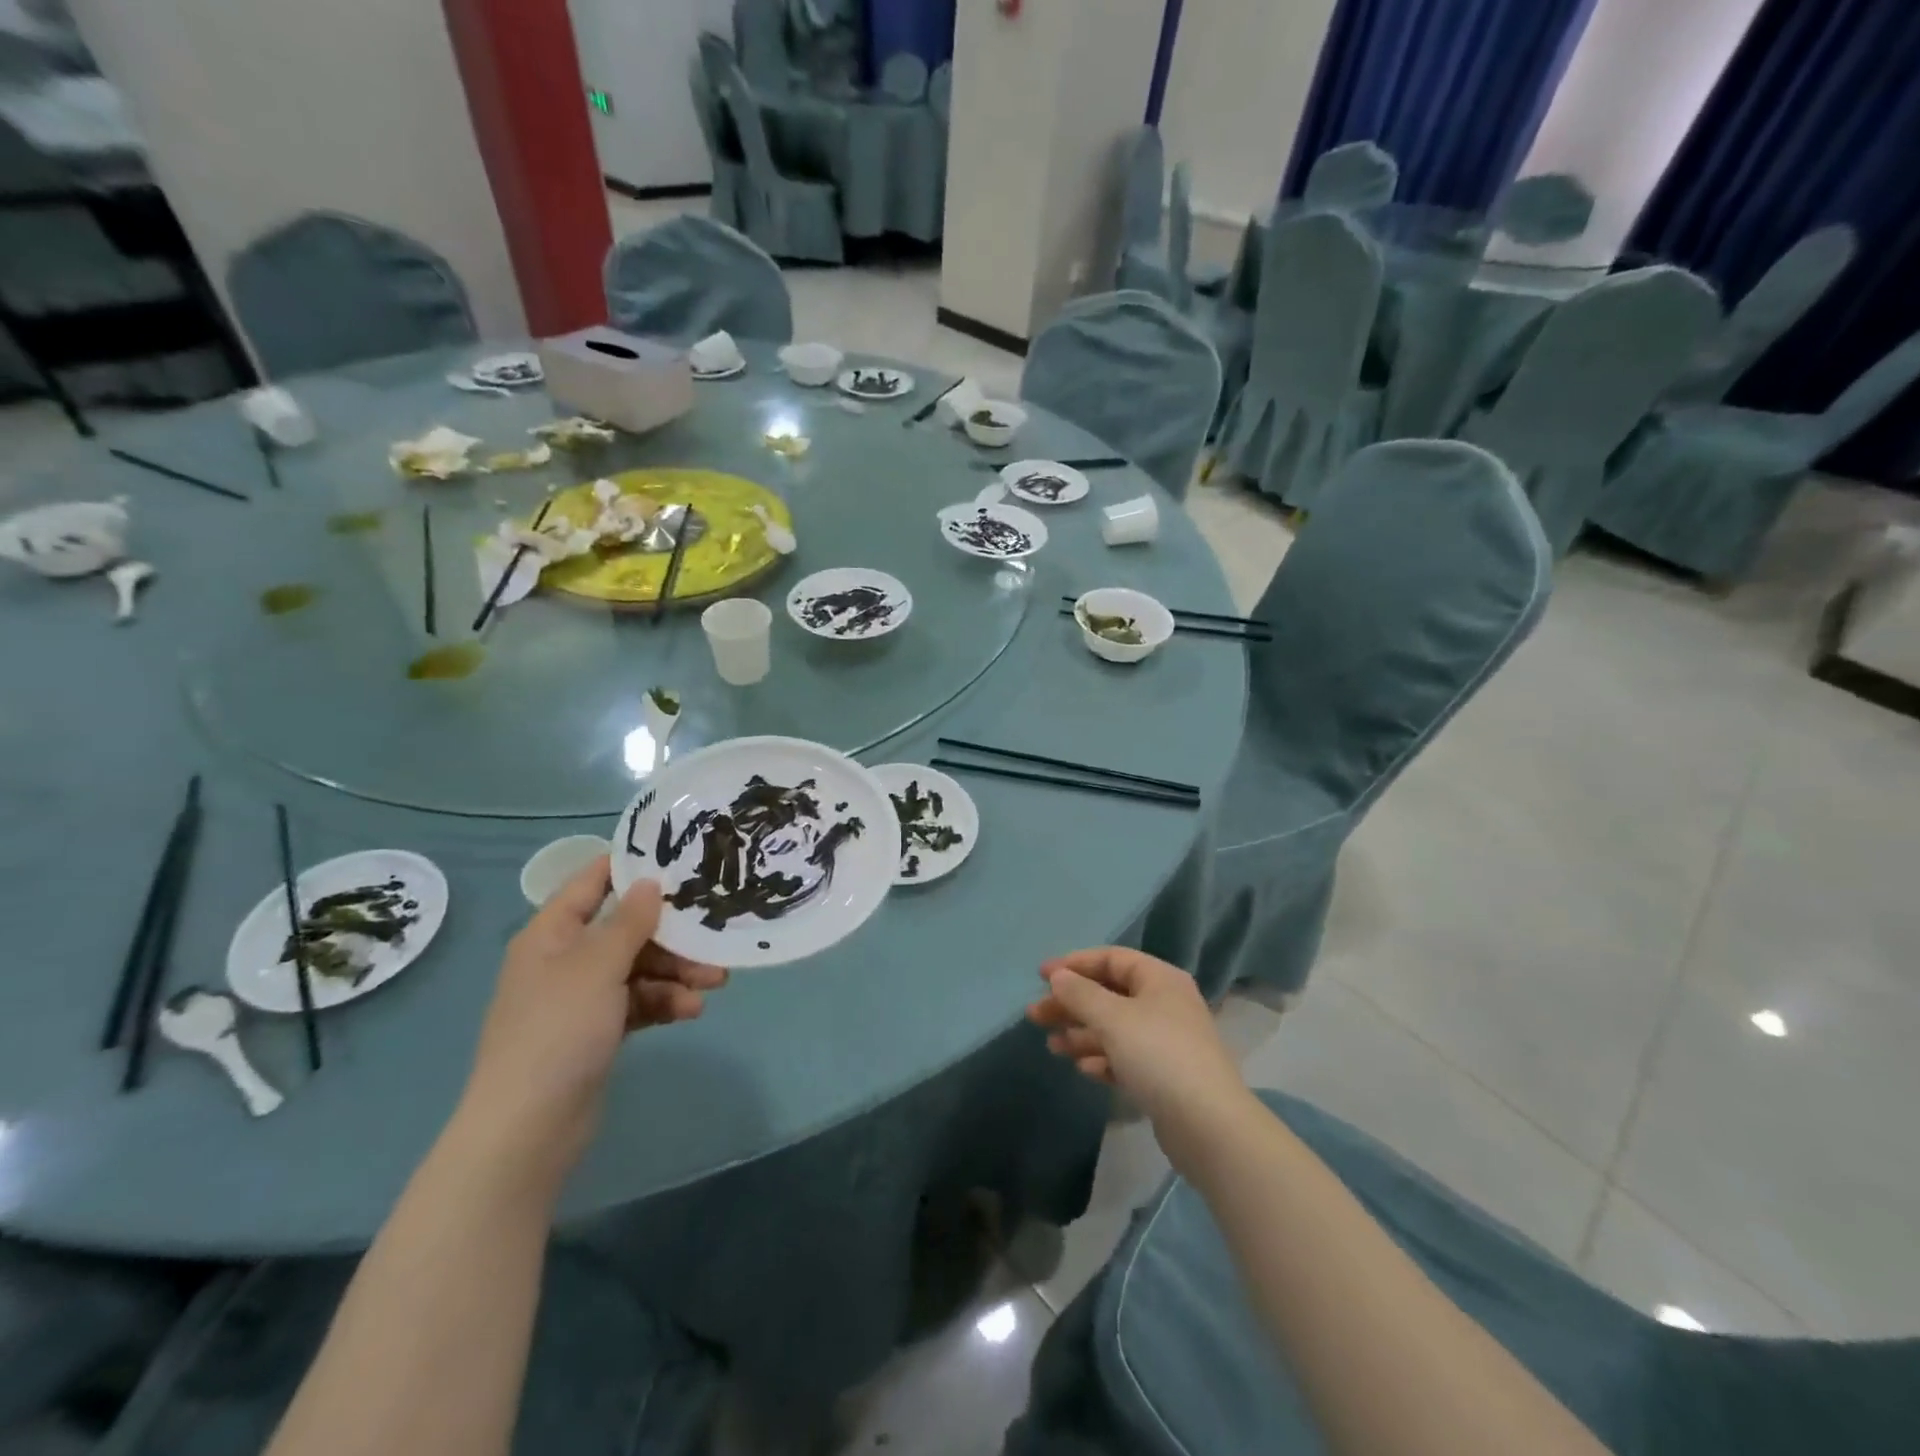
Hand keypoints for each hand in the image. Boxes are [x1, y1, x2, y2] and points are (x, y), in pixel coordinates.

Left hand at [457, 857, 725, 1184]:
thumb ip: (629, 921)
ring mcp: (581, 997)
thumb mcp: (598, 967)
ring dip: (676, 972)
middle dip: (672, 933)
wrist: (528, 1129)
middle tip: (715, 933)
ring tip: (716, 982)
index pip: (592, 882)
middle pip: (626, 929)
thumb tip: (649, 881)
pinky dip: (664, 1002)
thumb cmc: (558, 1031)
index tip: (680, 856)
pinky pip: (638, 1002)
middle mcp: (565, 959)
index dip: (631, 865)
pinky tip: (691, 1010)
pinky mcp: (597, 1031)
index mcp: (552, 934)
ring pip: (638, 967)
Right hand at [1028, 948, 1251, 1169]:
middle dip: (1071, 1004)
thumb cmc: (1158, 1056)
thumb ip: (1081, 994)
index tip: (1041, 977)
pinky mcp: (1164, 1076)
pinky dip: (1102, 1059)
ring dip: (1082, 1033)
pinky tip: (1082, 1069)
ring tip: (1052, 1047)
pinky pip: (1125, 1057)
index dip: (1075, 964)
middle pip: (1109, 994)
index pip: (1111, 959)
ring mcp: (1166, 1041)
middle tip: (1035, 1015)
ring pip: (1114, 1028)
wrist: (1208, 1126)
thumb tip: (1058, 976)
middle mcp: (1165, 1004)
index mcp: (1159, 979)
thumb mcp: (1113, 1018)